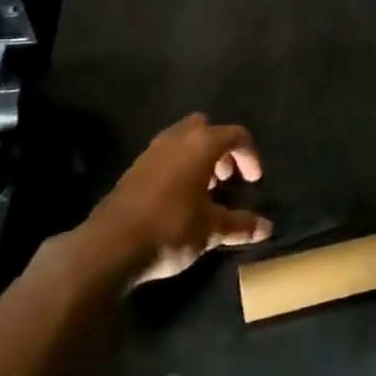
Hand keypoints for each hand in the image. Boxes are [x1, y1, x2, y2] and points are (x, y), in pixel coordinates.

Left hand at [87, 114, 273, 285]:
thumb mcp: (211, 230)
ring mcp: (151, 152)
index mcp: (201, 144)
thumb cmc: (170, 229)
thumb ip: (240, 225)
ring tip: (204, 191)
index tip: (252, 181)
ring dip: (197, 158)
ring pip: (182, 140)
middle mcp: (177, 139)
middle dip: (220, 148)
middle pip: (205, 128)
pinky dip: (178, 168)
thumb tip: (267, 229)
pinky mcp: (133, 169)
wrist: (109, 247)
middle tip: (225, 178)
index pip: (235, 135)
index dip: (250, 155)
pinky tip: (179, 199)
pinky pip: (164, 156)